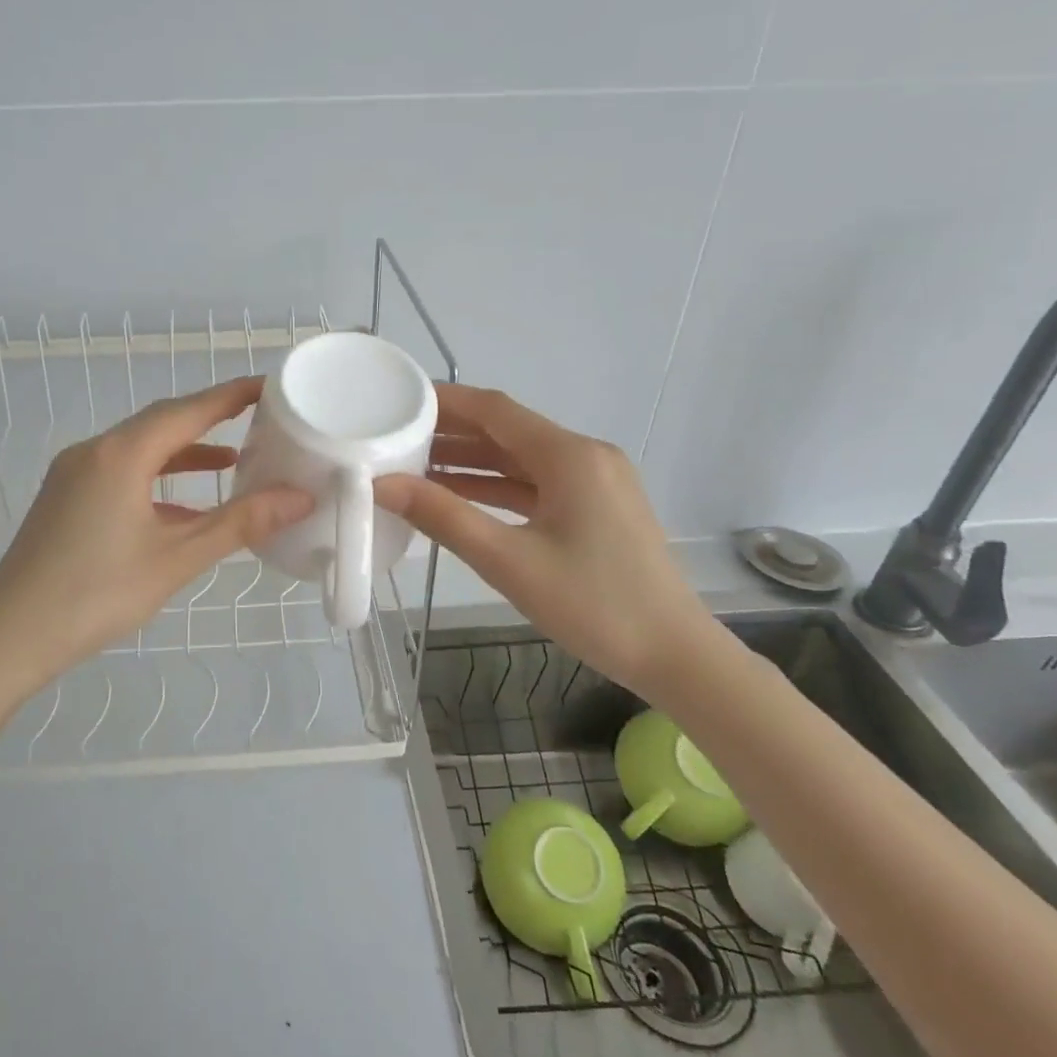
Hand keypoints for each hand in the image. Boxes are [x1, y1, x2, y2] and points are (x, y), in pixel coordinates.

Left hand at [0, 377, 313, 686]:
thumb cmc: (97, 594)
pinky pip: (121, 473)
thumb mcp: (176, 559)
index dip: (231, 396)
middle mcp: (94, 451)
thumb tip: (299, 498)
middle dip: (209, 418)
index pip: (187, 410)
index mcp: (120, 455)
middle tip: (256, 418)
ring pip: (139, 448)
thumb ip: (240, 524)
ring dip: (183, 452)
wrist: (9, 637)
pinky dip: (156, 479)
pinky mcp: (64, 499)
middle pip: (161, 422)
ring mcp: (73, 474)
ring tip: (230, 461)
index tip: (269, 386)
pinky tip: (181, 506)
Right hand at [374, 384, 717, 692]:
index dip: (445, 401)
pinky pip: (535, 485)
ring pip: (520, 459)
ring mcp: (594, 482)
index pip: (495, 409)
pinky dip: (496, 487)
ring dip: (471, 462)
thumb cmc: (593, 605)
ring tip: (414, 466)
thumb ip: (442, 517)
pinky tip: (458, 497)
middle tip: (395, 437)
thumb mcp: (508, 561)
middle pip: (507, 431)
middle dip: (452, 433)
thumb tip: (381, 485)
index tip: (398, 400)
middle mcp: (585, 456)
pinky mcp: (595, 508)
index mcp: (569, 456)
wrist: (675, 656)